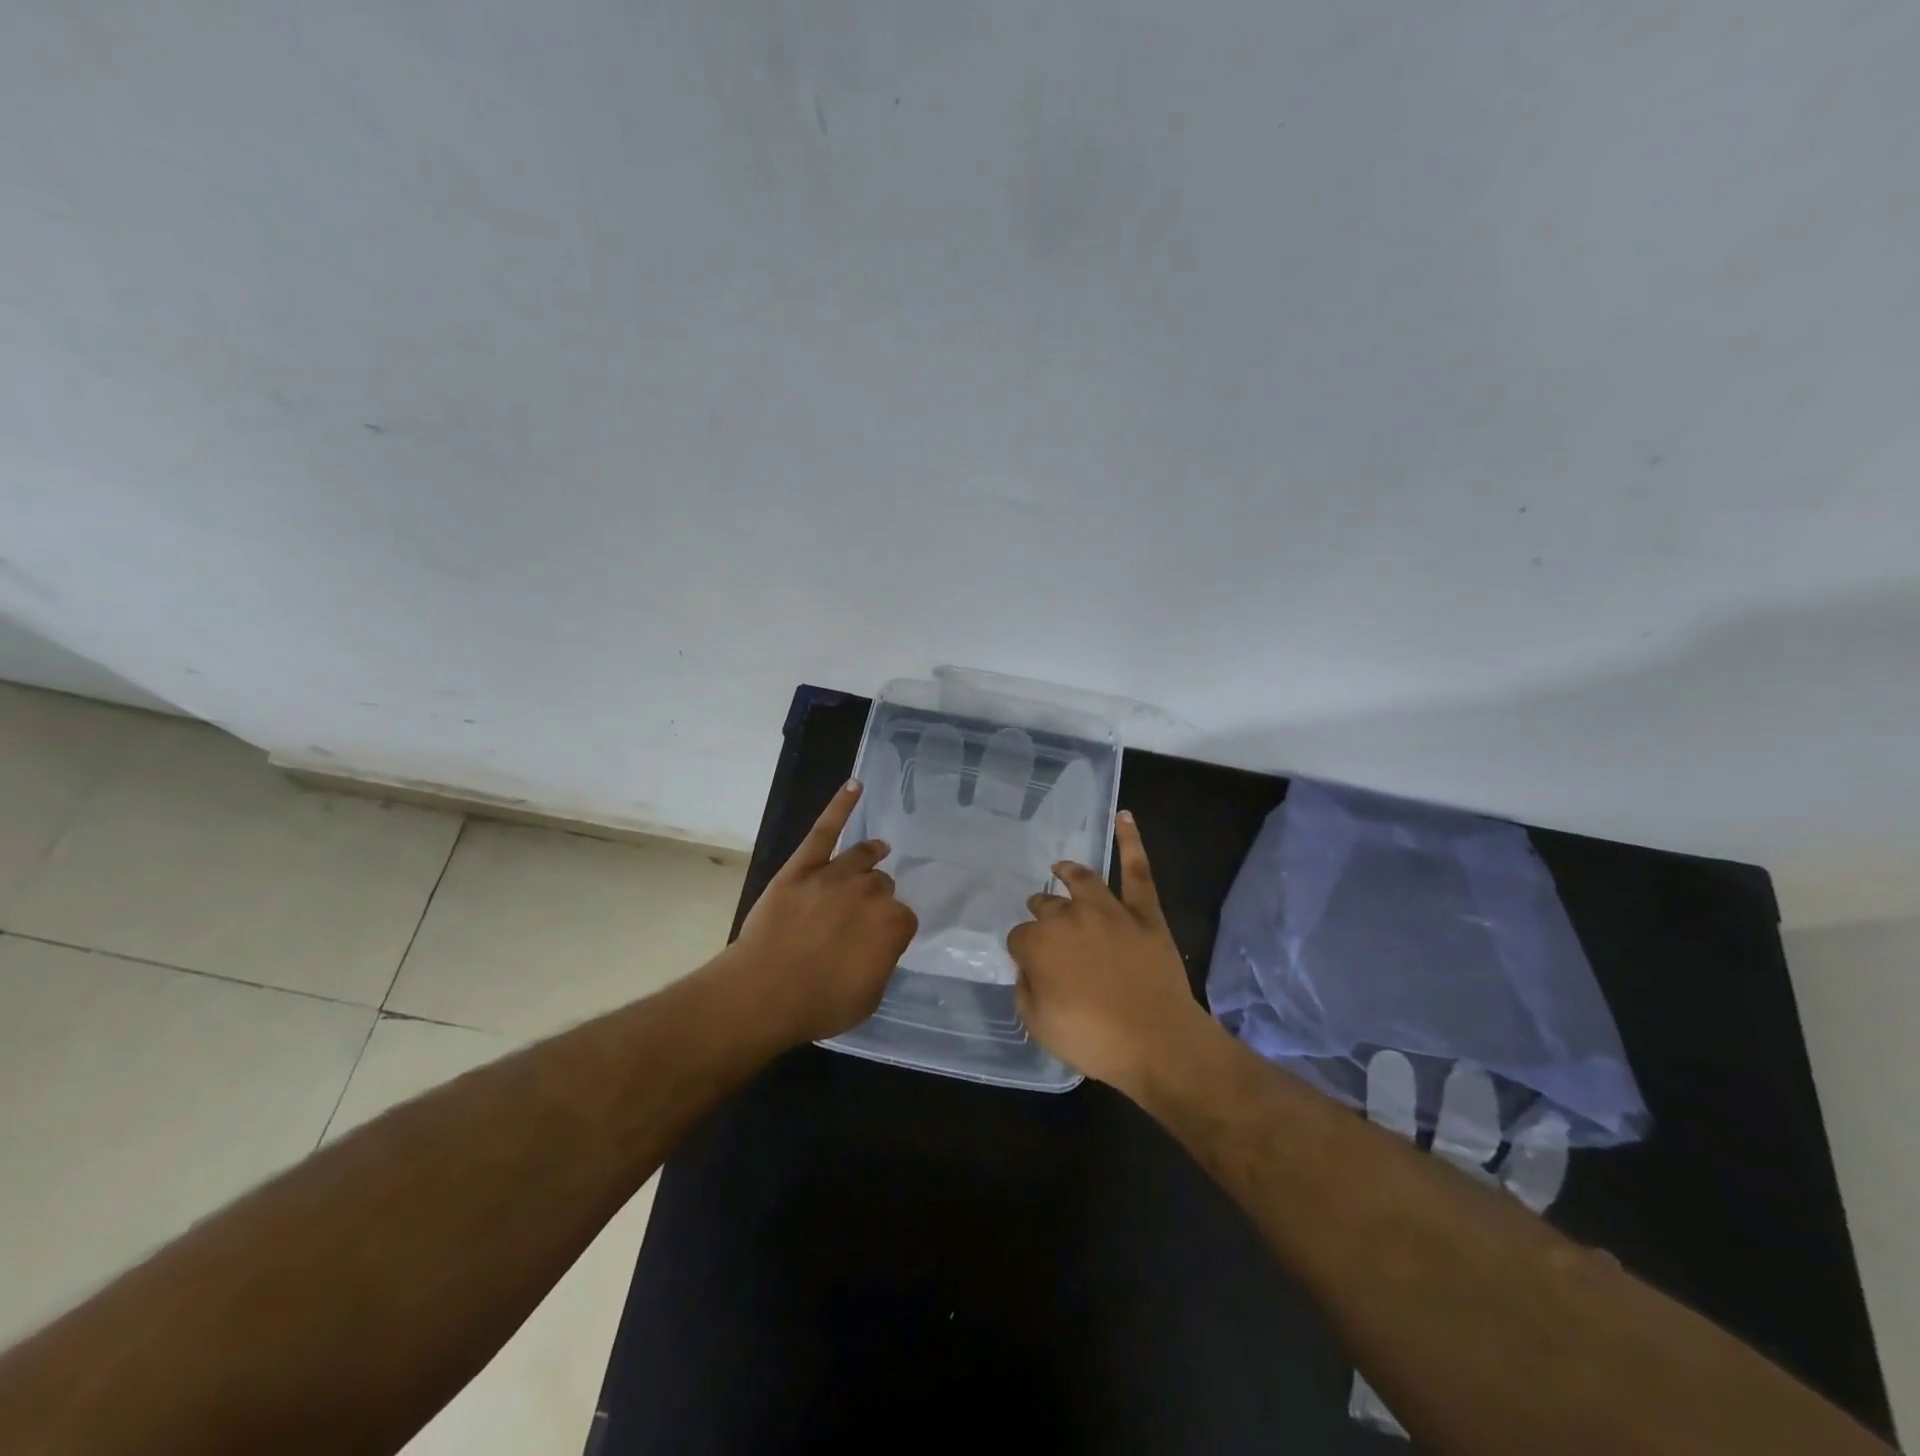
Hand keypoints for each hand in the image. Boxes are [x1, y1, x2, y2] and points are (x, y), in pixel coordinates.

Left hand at [728, 779, 917, 1046]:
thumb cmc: (819, 1004)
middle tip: (860, 916)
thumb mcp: (869, 997)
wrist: (764, 992)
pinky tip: (854, 785)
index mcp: (893, 924)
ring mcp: (835, 874)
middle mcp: (870, 892)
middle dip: (875, 898)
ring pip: (861, 857)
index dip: (890, 931)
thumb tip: (877, 947)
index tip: (878, 942)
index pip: (903, 919)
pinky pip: (825, 830)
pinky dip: (840, 806)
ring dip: (871, 855)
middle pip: (882, 886)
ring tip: (877, 851)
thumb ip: (881, 963)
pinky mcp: (803, 866)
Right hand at [1006, 811, 1212, 1090]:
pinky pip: (1137, 870)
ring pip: (1082, 880)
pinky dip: (1131, 841)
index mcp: (1039, 943)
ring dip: (1067, 873)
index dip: (1024, 953)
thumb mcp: (1038, 1025)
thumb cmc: (1094, 1039)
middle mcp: (1069, 917)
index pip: (1020, 939)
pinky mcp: (1143, 912)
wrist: (1157, 1041)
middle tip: (1044, 927)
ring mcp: (1108, 910)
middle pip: (1046, 908)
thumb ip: (1025, 990)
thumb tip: (1029, 967)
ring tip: (1060, 869)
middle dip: (1041, 914)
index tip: (1031, 968)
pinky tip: (1124, 817)